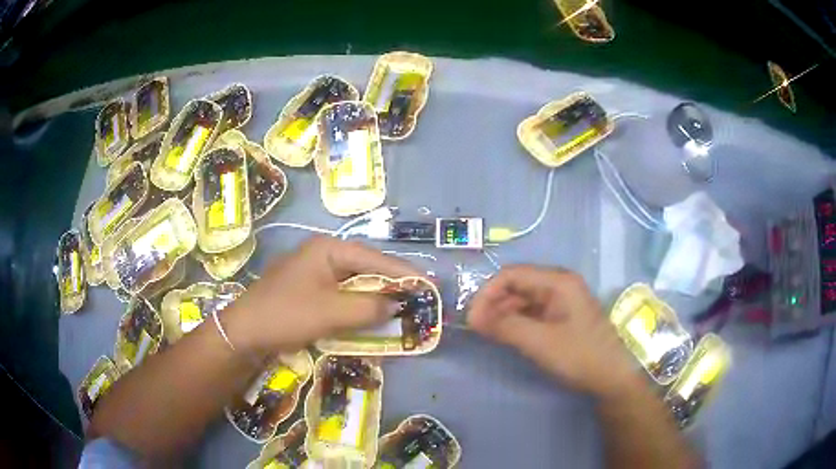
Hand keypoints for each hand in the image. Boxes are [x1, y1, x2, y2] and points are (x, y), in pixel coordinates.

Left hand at [224, 236, 424, 353]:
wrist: (244, 332)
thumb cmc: (286, 315)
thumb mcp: (331, 312)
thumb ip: (368, 307)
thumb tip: (398, 304)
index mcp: (328, 249)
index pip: (375, 258)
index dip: (405, 273)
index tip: (430, 285)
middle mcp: (323, 254)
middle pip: (367, 268)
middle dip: (393, 284)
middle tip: (419, 297)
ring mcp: (315, 272)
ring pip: (355, 282)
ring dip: (377, 296)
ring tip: (403, 306)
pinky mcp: (310, 290)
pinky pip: (343, 295)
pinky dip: (359, 305)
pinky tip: (372, 315)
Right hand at [468, 265, 638, 398]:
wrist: (612, 376)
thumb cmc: (579, 355)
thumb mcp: (539, 342)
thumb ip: (505, 326)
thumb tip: (472, 317)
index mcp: (558, 281)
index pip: (512, 275)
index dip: (488, 293)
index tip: (472, 318)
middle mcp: (559, 284)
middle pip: (517, 284)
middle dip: (494, 303)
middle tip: (477, 328)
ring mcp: (562, 300)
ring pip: (523, 299)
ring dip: (504, 313)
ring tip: (488, 333)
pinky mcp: (562, 316)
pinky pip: (533, 312)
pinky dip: (517, 321)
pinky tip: (507, 335)